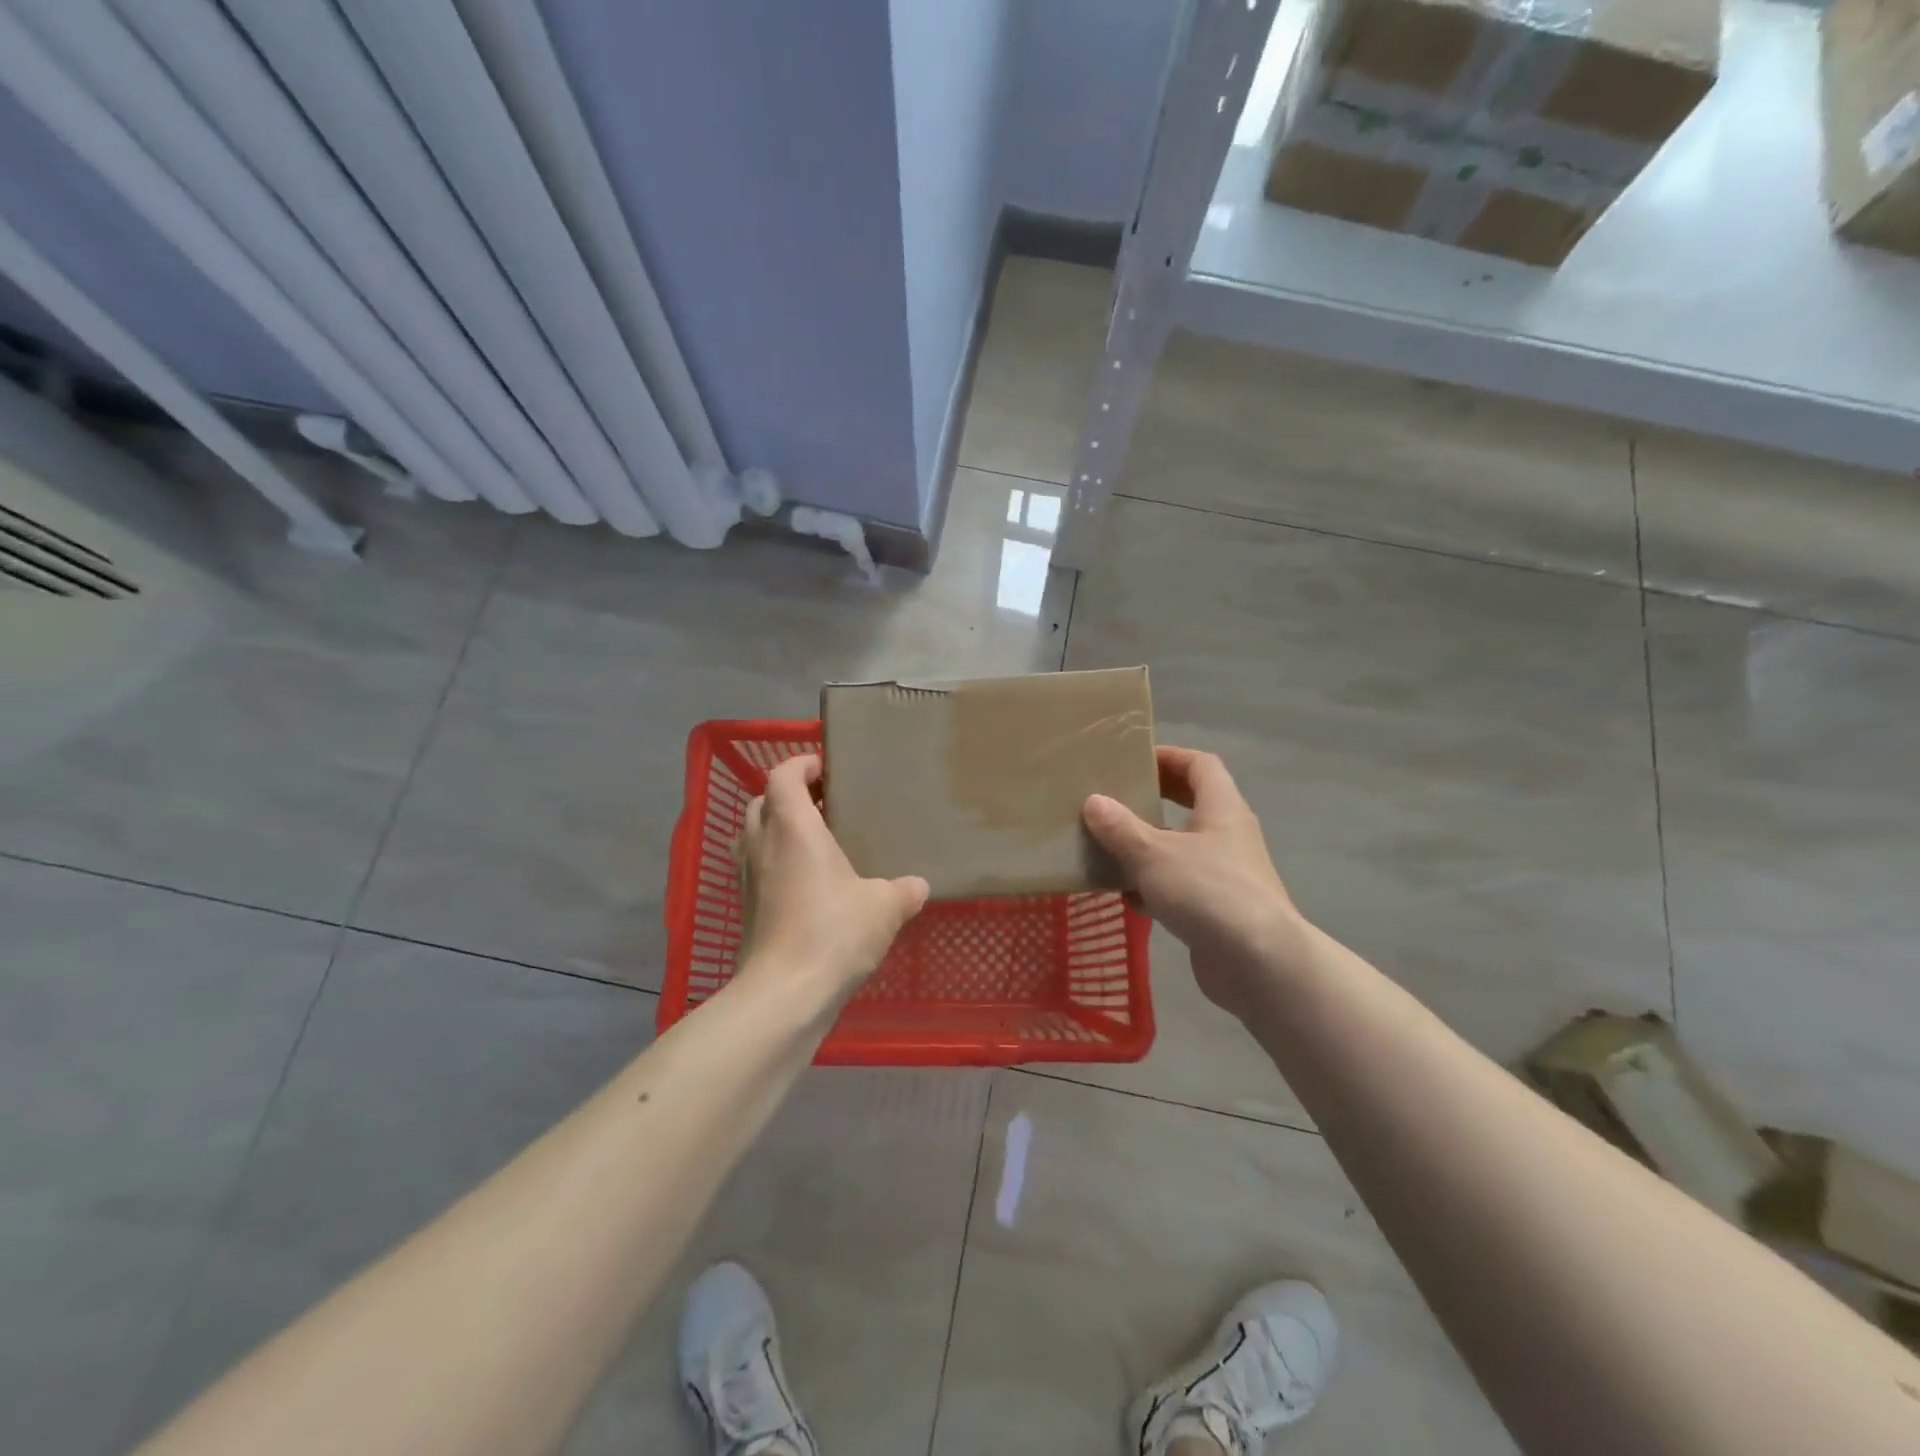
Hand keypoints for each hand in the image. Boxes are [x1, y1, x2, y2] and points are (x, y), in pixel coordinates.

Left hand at [731, 754, 928, 1011]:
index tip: (826, 768)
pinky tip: (807, 884)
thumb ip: (903, 891)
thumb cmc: (833, 933)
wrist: (784, 994)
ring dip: (777, 828)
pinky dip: (775, 862)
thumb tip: (918, 886)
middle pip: (763, 801)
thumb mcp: (884, 908)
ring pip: (753, 835)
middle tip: (825, 804)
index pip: (784, 775)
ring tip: (816, 841)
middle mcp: (762, 844)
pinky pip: (756, 868)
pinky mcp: (746, 908)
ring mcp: (747, 877)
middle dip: (789, 795)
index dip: (801, 764)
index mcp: (793, 828)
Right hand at [1083, 746, 1308, 1023]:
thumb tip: (1094, 801)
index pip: (1200, 765)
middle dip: (1153, 800)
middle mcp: (1227, 835)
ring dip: (1147, 847)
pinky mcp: (1217, 909)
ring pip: (1181, 848)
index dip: (1169, 756)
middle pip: (1191, 804)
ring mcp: (1225, 873)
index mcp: (1221, 808)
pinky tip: (1127, 899)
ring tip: (1108, 849)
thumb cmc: (1208, 891)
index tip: (1133, 760)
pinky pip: (1180, 886)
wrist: (1259, 964)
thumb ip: (1121, 827)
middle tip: (1115, 800)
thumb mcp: (1154, 854)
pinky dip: (1154, 887)